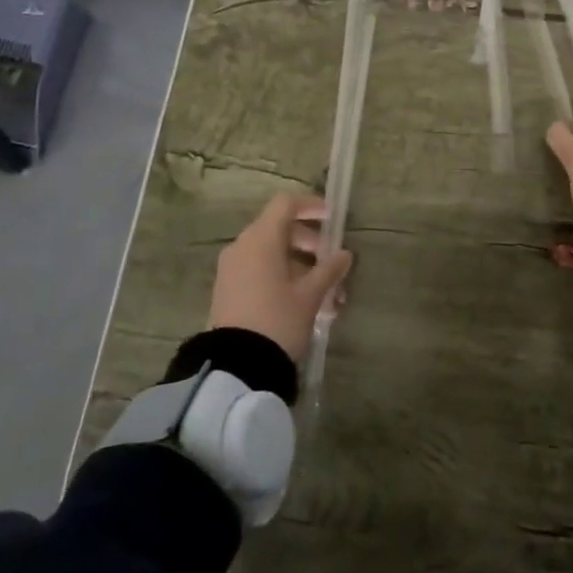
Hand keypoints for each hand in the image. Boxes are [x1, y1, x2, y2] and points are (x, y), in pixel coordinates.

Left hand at [208, 194, 354, 362]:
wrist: (236, 368)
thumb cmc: (277, 320)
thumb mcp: (310, 296)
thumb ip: (329, 270)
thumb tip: (344, 254)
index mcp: (261, 239)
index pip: (286, 204)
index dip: (311, 206)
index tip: (332, 218)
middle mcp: (242, 246)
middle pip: (278, 228)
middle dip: (308, 241)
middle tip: (330, 260)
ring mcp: (231, 269)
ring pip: (270, 252)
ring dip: (298, 263)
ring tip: (323, 291)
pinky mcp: (227, 291)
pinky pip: (258, 270)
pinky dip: (281, 275)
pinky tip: (302, 301)